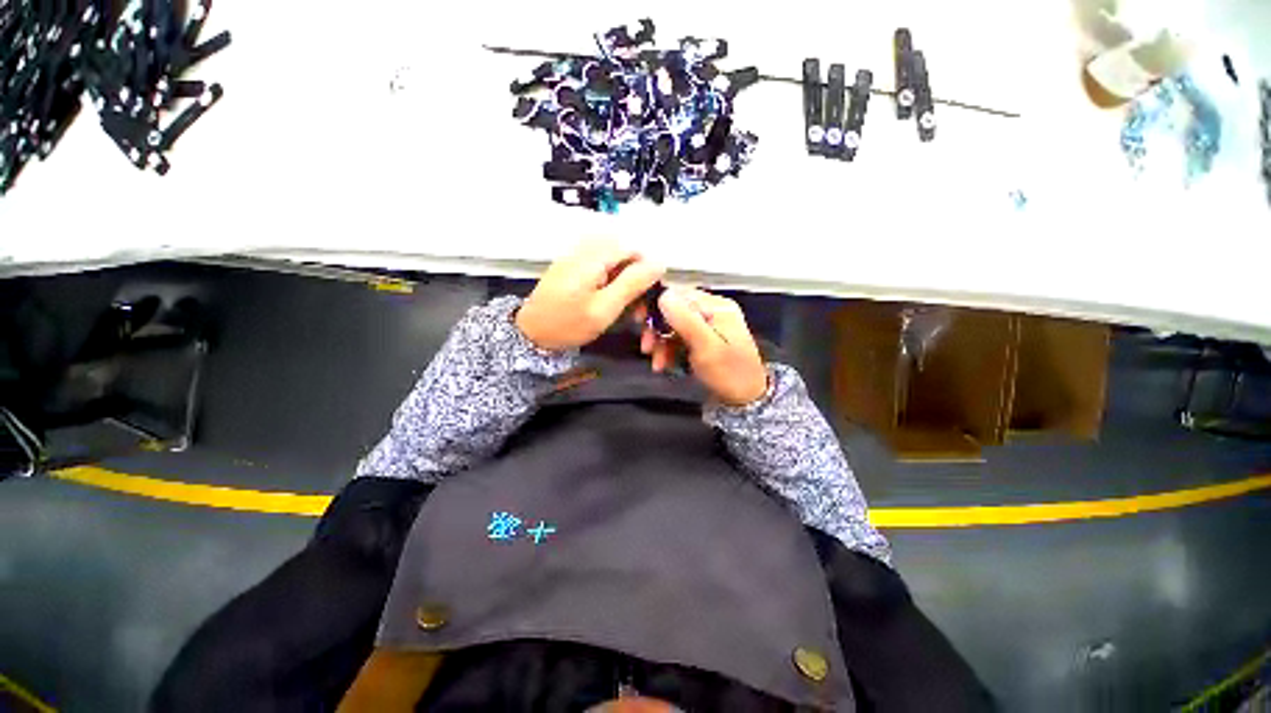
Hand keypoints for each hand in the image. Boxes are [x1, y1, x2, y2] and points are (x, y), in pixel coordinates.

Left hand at [516, 239, 664, 350]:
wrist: (530, 333)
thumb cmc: (568, 324)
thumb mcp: (604, 308)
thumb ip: (632, 283)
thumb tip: (659, 262)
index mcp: (595, 255)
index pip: (636, 248)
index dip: (648, 271)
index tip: (650, 297)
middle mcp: (588, 248)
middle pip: (627, 256)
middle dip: (638, 282)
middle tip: (639, 311)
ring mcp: (580, 256)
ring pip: (618, 265)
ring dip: (627, 287)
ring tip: (628, 313)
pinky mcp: (576, 266)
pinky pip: (605, 270)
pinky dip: (614, 287)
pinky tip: (613, 305)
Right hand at [641, 287, 768, 406]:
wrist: (746, 400)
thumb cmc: (729, 373)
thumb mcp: (706, 347)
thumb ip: (686, 320)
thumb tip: (663, 294)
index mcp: (716, 306)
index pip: (679, 294)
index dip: (656, 304)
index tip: (639, 320)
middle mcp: (711, 311)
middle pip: (674, 310)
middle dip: (657, 328)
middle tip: (647, 348)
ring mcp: (707, 326)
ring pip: (673, 326)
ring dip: (661, 342)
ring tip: (657, 362)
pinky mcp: (702, 340)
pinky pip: (678, 338)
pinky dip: (668, 350)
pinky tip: (664, 364)